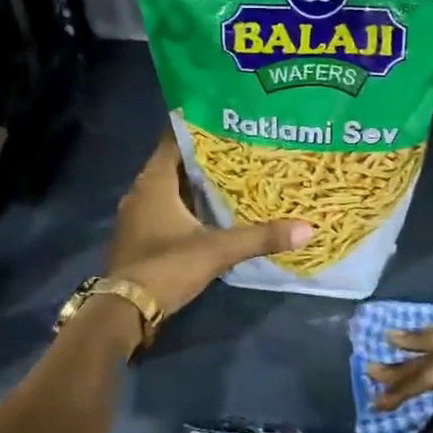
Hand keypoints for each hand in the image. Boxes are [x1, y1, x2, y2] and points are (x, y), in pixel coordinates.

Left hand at [106, 132, 313, 320]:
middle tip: (240, 149)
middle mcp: (140, 192)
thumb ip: (260, 237)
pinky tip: (211, 213)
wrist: (125, 310)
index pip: (174, 140)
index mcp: (154, 182)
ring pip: (170, 189)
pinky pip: (165, 210)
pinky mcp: (139, 237)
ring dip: (196, 185)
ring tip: (232, 178)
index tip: (227, 121)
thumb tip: (308, 228)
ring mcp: (136, 216)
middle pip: (175, 164)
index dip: (199, 128)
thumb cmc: (166, 267)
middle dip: (204, 158)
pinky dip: (186, 207)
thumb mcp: (217, 250)